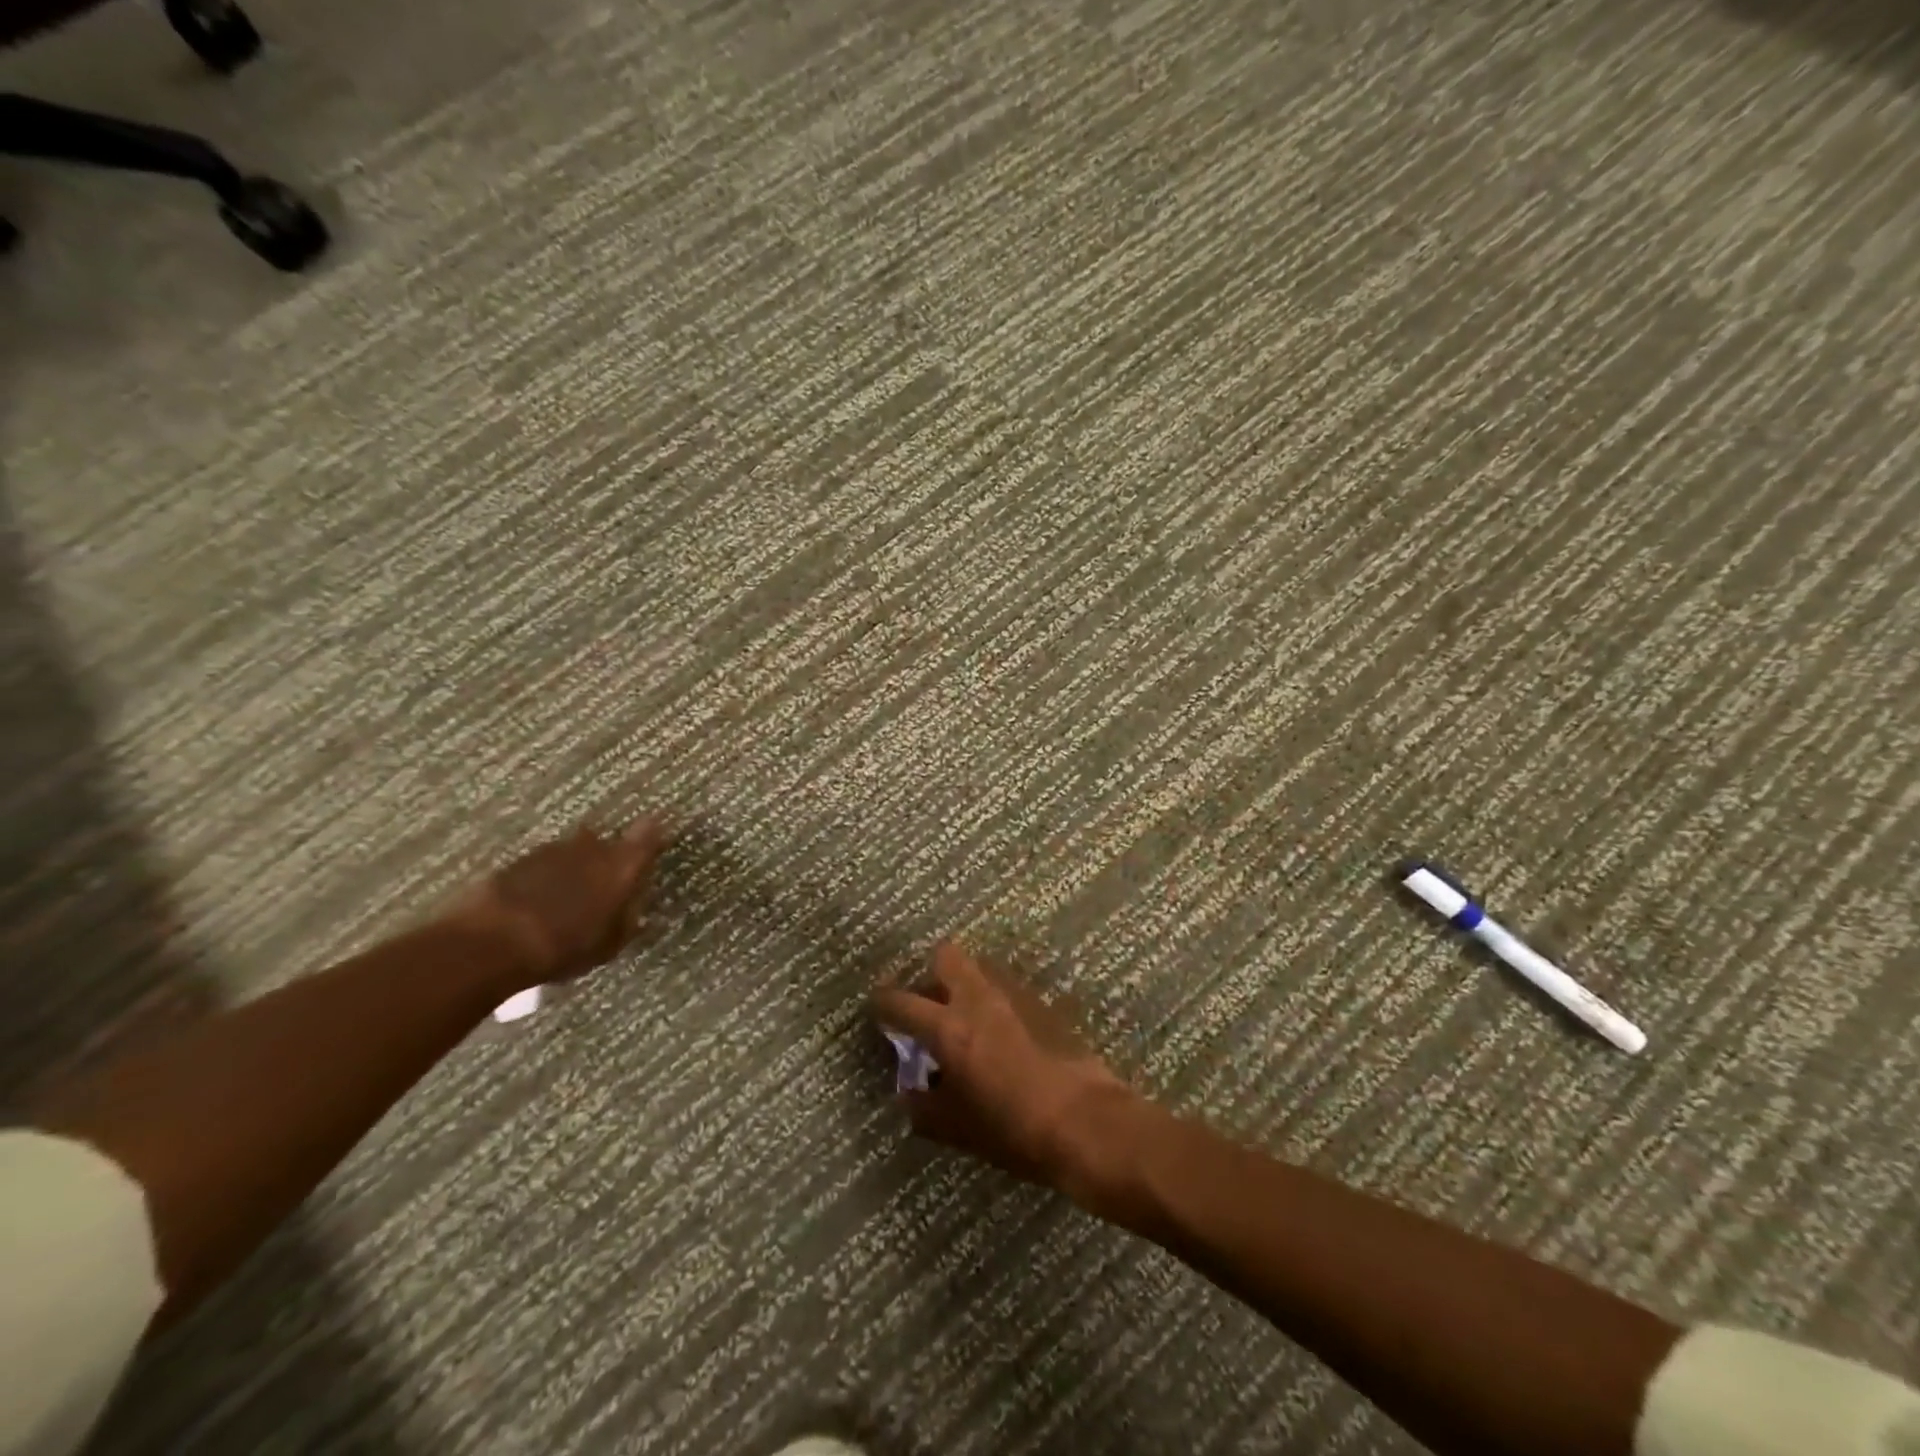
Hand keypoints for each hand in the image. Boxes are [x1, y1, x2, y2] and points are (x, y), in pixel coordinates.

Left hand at [444, 816, 667, 990]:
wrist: (493, 942)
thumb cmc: (566, 946)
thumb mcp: (610, 944)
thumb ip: (627, 918)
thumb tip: (635, 906)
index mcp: (622, 864)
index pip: (648, 833)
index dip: (652, 835)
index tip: (655, 841)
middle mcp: (592, 847)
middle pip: (606, 842)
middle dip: (606, 859)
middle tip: (601, 886)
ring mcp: (553, 849)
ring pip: (572, 852)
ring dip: (572, 868)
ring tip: (564, 899)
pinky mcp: (519, 859)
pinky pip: (542, 865)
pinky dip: (543, 878)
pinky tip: (535, 903)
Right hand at [871, 942, 1133, 1188]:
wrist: (1086, 1122)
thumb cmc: (1014, 1130)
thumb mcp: (959, 1129)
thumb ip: (925, 1108)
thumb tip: (909, 1094)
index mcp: (949, 1028)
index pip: (902, 1001)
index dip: (883, 1003)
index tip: (878, 1008)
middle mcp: (979, 999)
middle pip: (946, 956)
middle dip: (931, 974)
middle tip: (929, 1005)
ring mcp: (1014, 995)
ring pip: (980, 968)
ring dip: (966, 984)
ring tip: (966, 1020)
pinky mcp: (1043, 1003)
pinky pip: (1007, 988)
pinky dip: (994, 1001)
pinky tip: (1001, 1034)